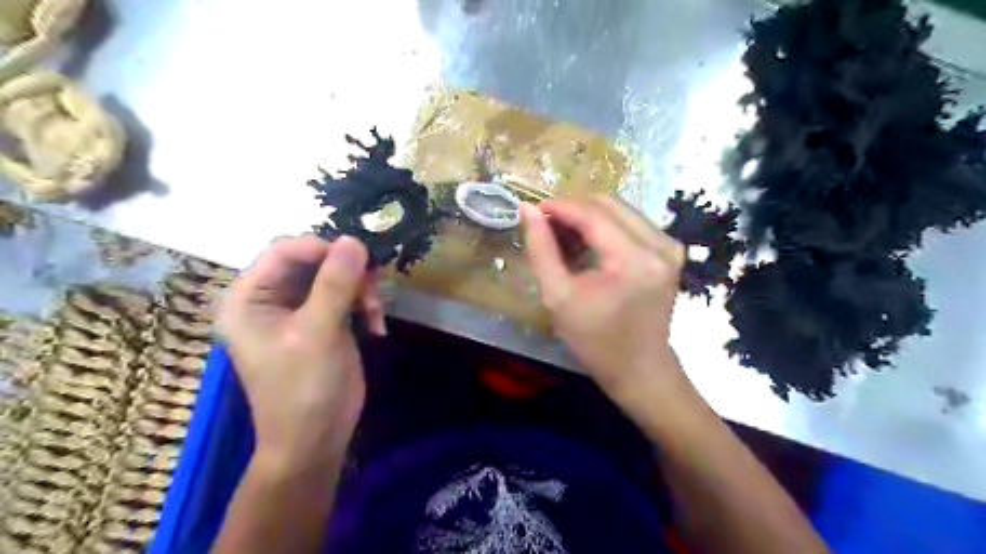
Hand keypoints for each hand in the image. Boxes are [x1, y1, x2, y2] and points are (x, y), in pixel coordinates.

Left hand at [215, 234, 385, 466]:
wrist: (316, 440)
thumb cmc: (303, 389)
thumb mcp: (317, 334)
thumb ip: (334, 284)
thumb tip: (354, 239)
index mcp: (248, 298)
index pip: (284, 251)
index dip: (323, 248)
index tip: (360, 259)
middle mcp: (269, 298)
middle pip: (312, 260)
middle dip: (347, 271)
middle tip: (374, 287)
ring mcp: (298, 309)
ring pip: (334, 275)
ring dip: (360, 288)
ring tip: (375, 313)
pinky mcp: (323, 320)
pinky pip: (346, 294)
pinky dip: (365, 304)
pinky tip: (376, 326)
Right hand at [523, 198, 686, 400]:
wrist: (640, 369)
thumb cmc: (596, 341)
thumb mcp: (558, 297)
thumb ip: (540, 249)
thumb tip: (527, 209)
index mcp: (633, 259)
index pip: (592, 213)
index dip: (559, 206)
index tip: (532, 210)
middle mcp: (659, 244)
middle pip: (608, 204)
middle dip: (573, 209)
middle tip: (547, 228)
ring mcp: (669, 246)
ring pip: (620, 210)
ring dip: (588, 217)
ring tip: (564, 240)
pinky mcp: (670, 251)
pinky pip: (632, 222)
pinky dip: (605, 227)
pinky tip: (588, 246)